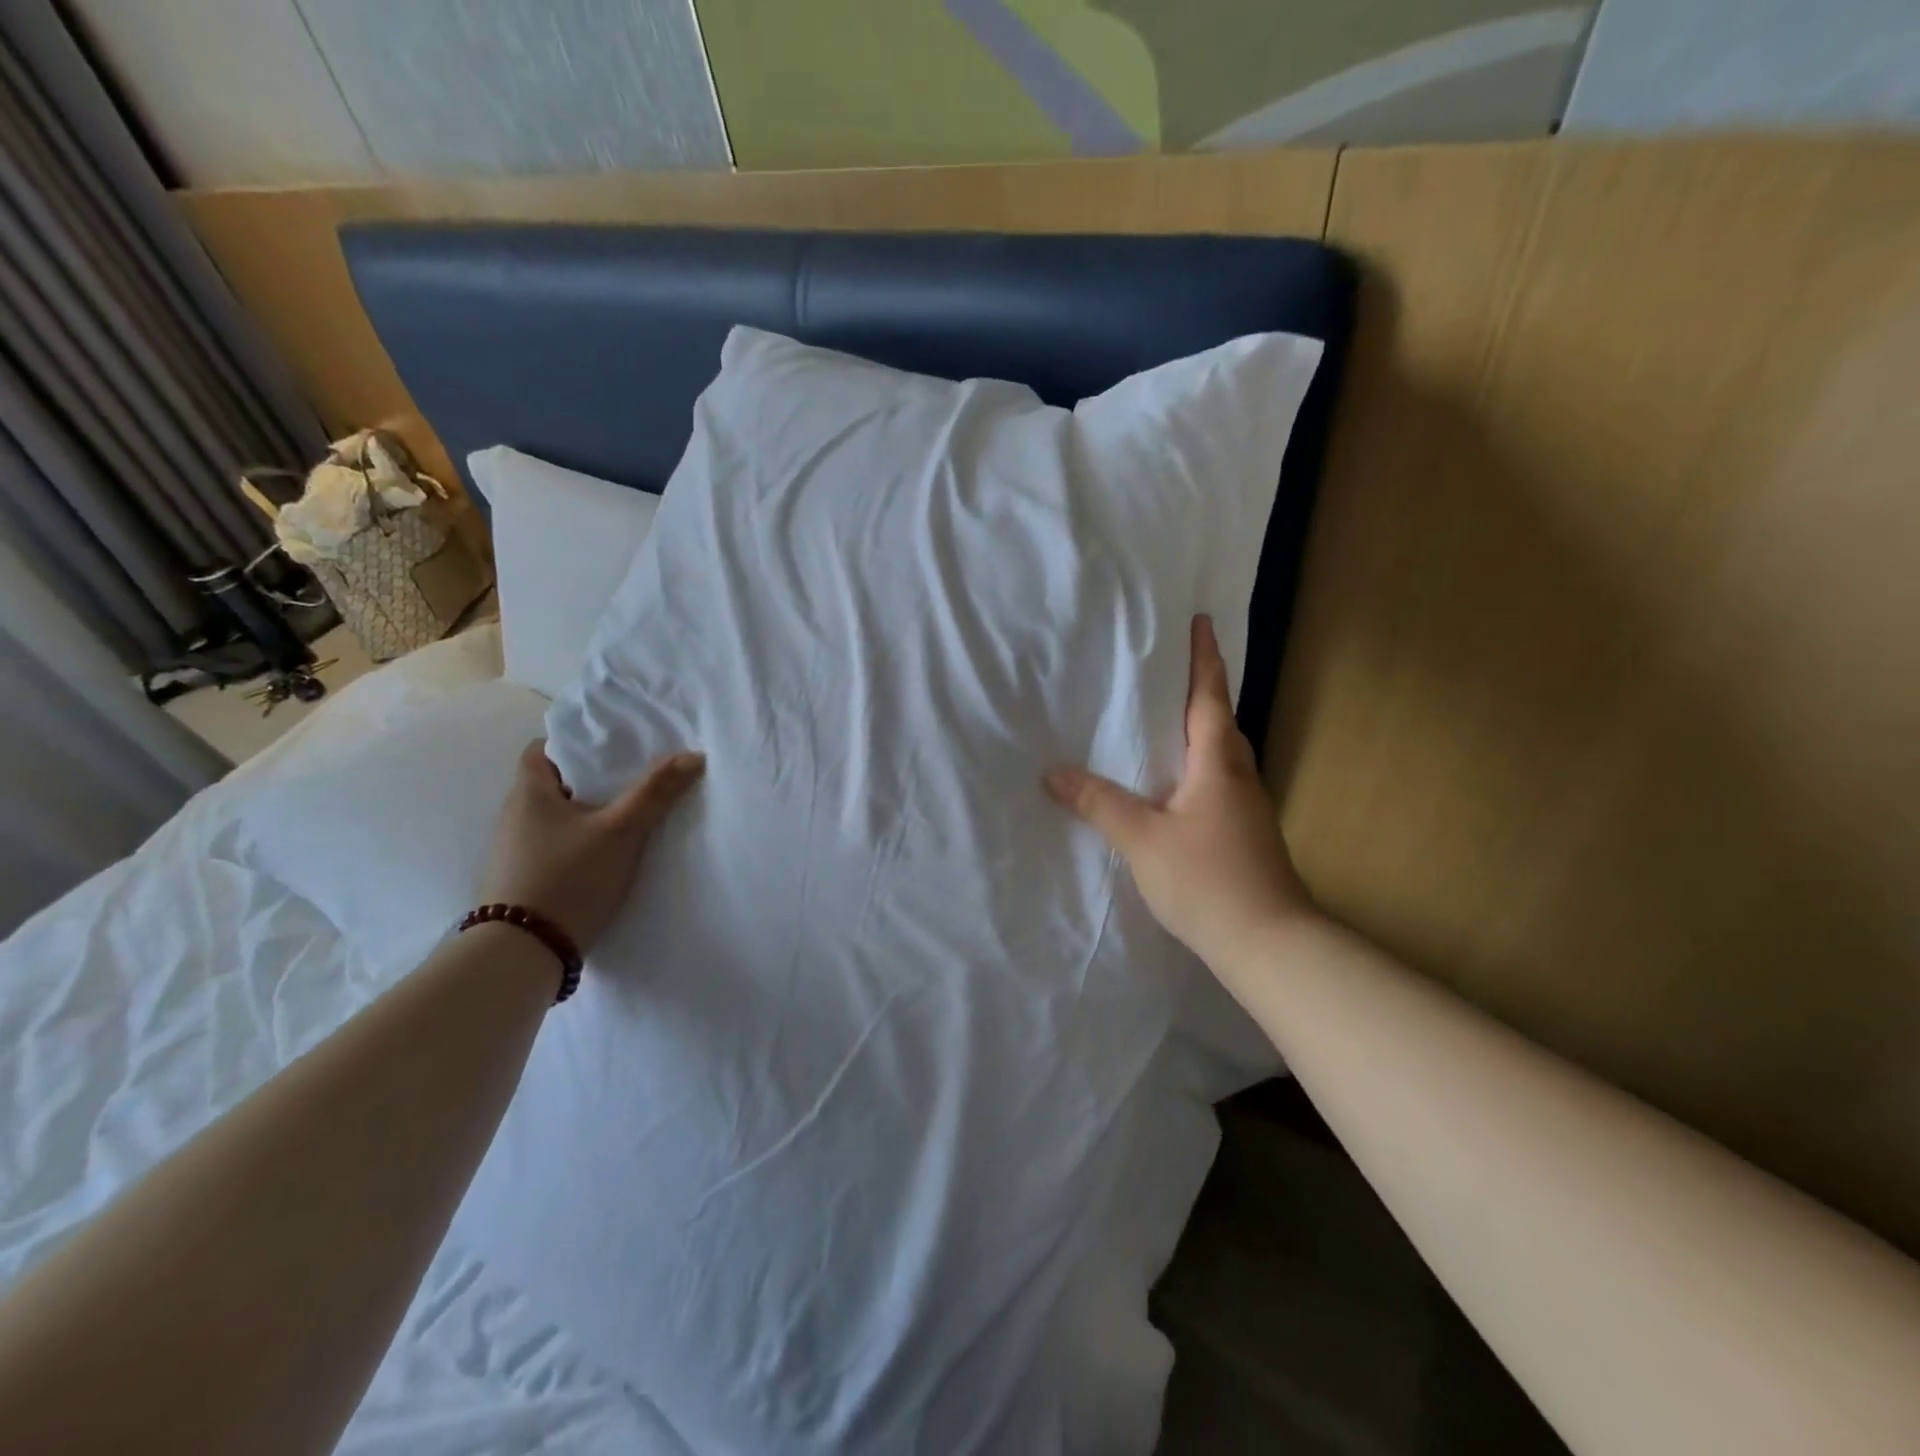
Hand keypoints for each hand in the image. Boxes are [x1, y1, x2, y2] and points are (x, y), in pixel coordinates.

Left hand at [479, 741, 705, 951]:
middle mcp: (514, 816)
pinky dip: (579, 842)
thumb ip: (656, 792)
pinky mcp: (522, 880)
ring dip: (587, 814)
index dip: (577, 743)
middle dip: (592, 780)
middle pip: (554, 783)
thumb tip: (693, 755)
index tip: (613, 749)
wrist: (523, 953)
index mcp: (528, 792)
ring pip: (556, 817)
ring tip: (627, 818)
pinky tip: (605, 856)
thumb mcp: (622, 831)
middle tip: (633, 780)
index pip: (544, 749)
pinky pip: (554, 846)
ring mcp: (514, 851)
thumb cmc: (569, 877)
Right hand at [1045, 615, 1317, 973]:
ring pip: (1222, 755)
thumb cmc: (1208, 880)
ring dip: (1199, 731)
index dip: (1204, 658)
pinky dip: (1197, 768)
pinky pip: (1219, 783)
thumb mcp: (1143, 840)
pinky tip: (1174, 787)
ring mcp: (1247, 808)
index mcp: (1218, 763)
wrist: (1270, 944)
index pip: (1210, 697)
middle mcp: (1239, 776)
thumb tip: (1053, 773)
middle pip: (1221, 722)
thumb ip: (1099, 805)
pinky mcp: (1246, 834)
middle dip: (1200, 691)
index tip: (1201, 621)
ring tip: (1164, 723)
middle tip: (1169, 671)